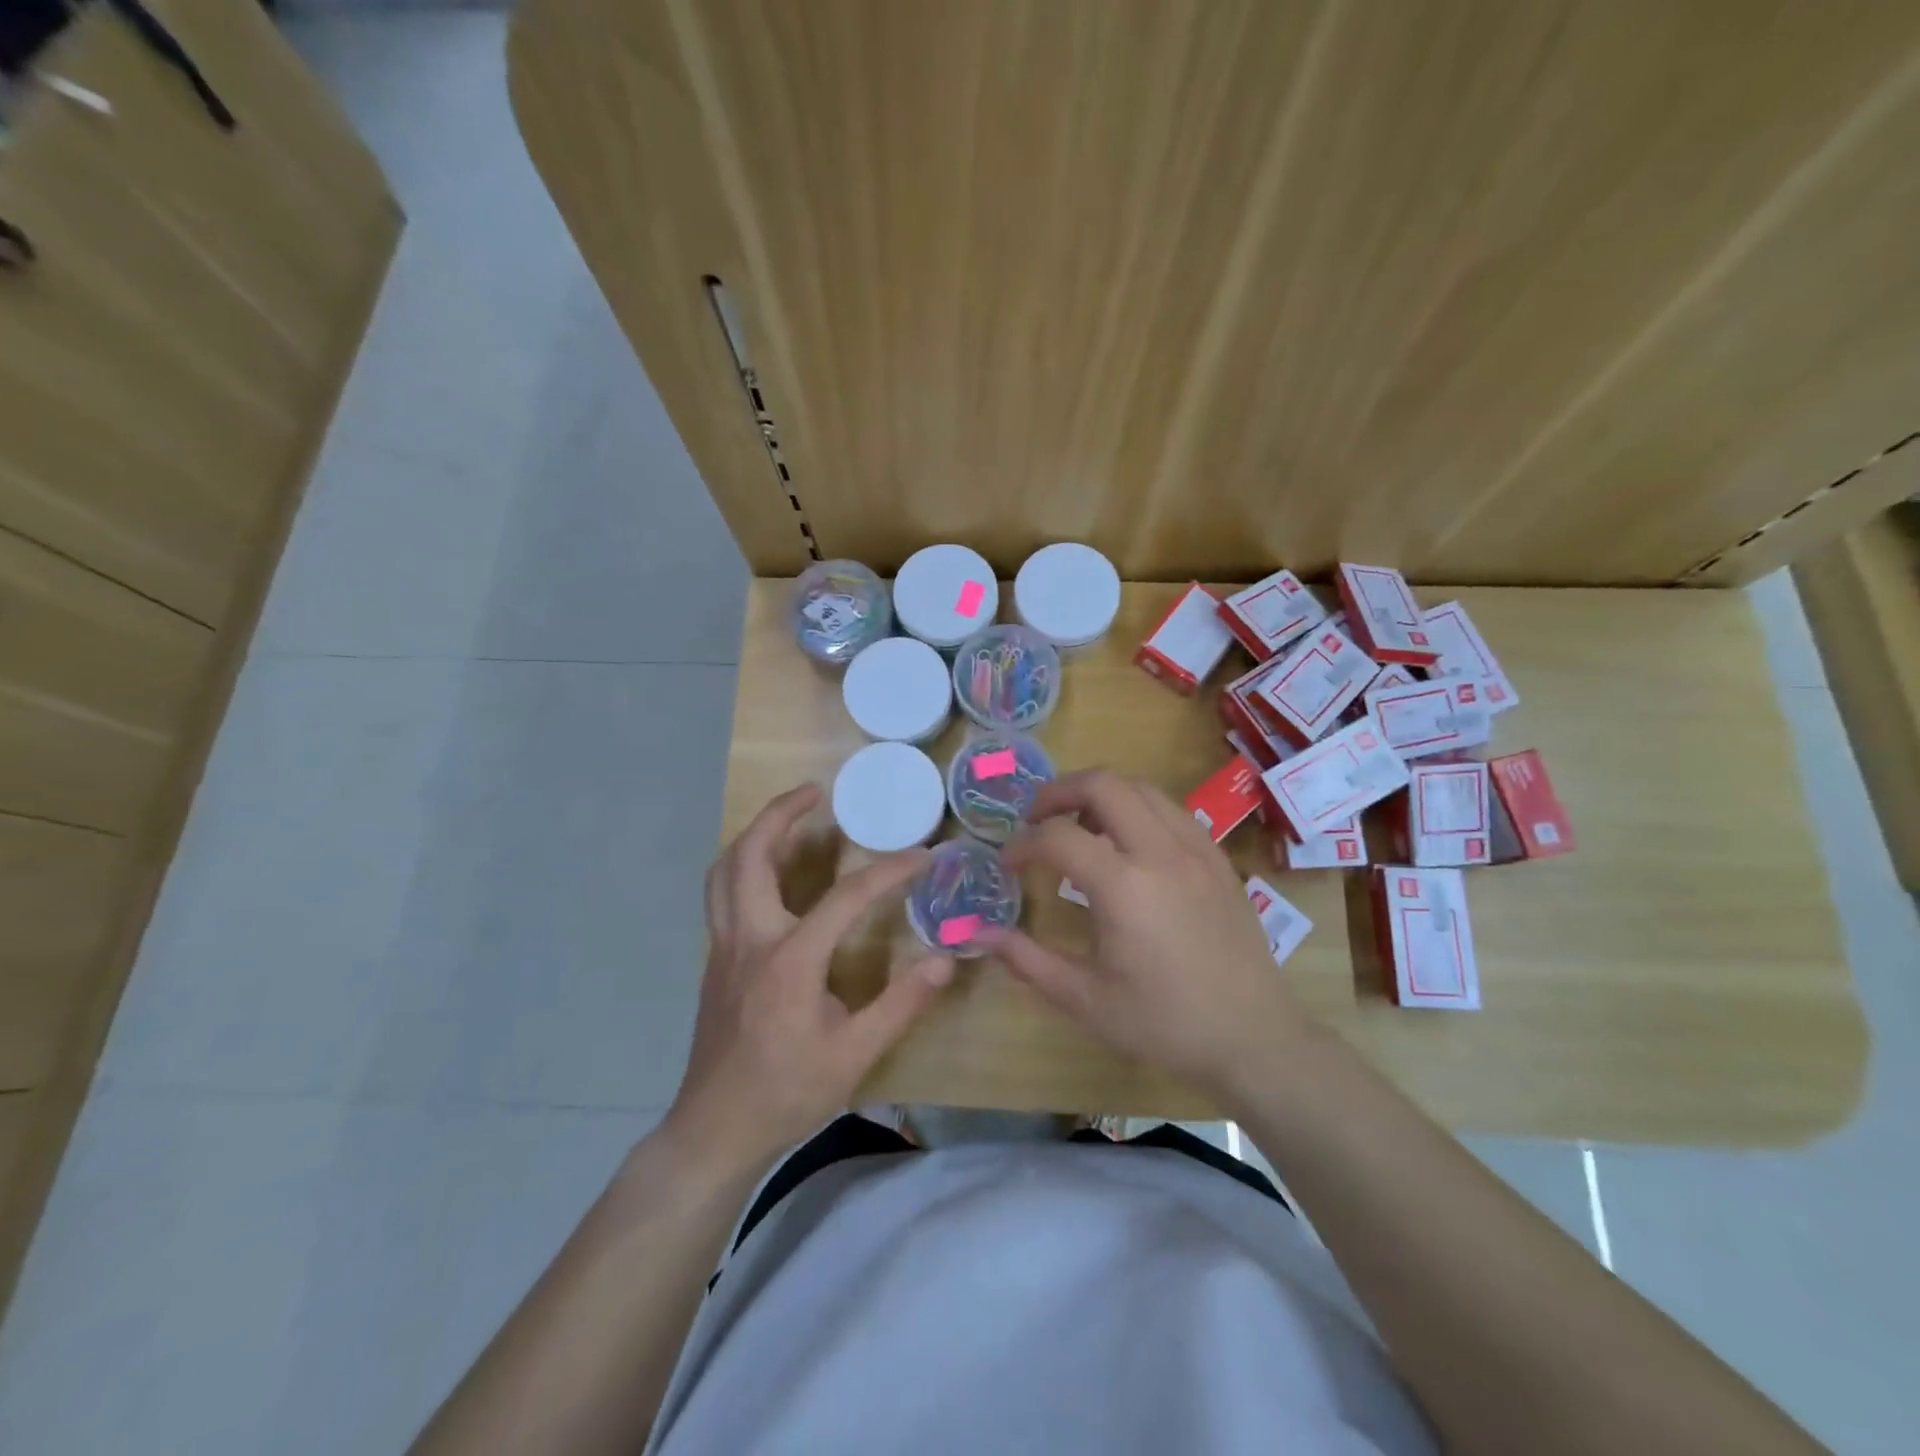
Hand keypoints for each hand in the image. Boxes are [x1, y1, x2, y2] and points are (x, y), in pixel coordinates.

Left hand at [665, 784, 953, 1173]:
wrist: (715, 1130)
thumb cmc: (787, 1092)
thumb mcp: (854, 1055)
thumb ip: (901, 1004)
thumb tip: (945, 960)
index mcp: (789, 960)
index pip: (845, 897)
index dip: (889, 871)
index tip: (924, 856)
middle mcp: (749, 940)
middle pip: (750, 855)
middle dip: (780, 814)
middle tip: (815, 792)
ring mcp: (724, 947)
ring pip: (725, 870)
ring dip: (754, 834)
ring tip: (788, 817)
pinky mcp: (716, 960)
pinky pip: (721, 893)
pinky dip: (744, 864)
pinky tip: (771, 873)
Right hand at [998, 770, 1315, 1102]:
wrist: (1254, 1038)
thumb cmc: (1165, 1023)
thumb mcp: (1086, 1000)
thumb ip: (1027, 960)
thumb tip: (981, 933)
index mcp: (1124, 886)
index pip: (1058, 837)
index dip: (1022, 844)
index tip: (1008, 864)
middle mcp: (1161, 852)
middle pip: (1103, 784)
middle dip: (1059, 792)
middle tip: (1037, 819)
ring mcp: (1196, 849)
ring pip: (1141, 787)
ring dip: (1101, 793)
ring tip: (1079, 825)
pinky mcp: (1218, 858)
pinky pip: (1171, 809)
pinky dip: (1138, 808)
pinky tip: (1129, 843)